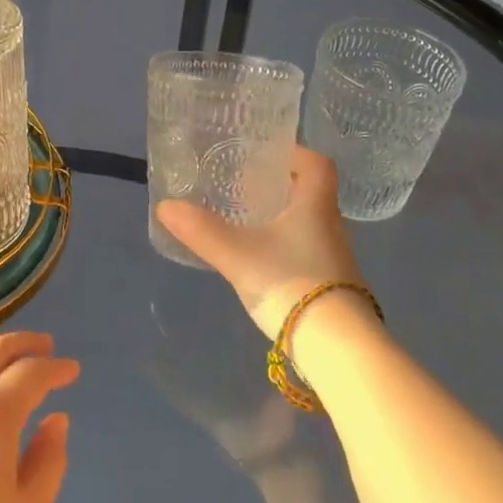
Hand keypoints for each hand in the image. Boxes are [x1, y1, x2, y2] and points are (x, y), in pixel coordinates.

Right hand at [155, 146, 361, 339]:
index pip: (318, 165)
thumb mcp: (238, 255)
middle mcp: (332, 227)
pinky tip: (263, 262)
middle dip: (282, 187)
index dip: (296, 153)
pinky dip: (288, 250)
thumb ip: (202, 231)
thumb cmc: (292, 283)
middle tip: (247, 186)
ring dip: (284, 220)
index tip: (268, 153)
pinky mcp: (333, 288)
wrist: (338, 349)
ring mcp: (336, 261)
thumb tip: (165, 206)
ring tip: (249, 222)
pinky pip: (309, 254)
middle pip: (312, 194)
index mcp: (316, 207)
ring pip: (310, 226)